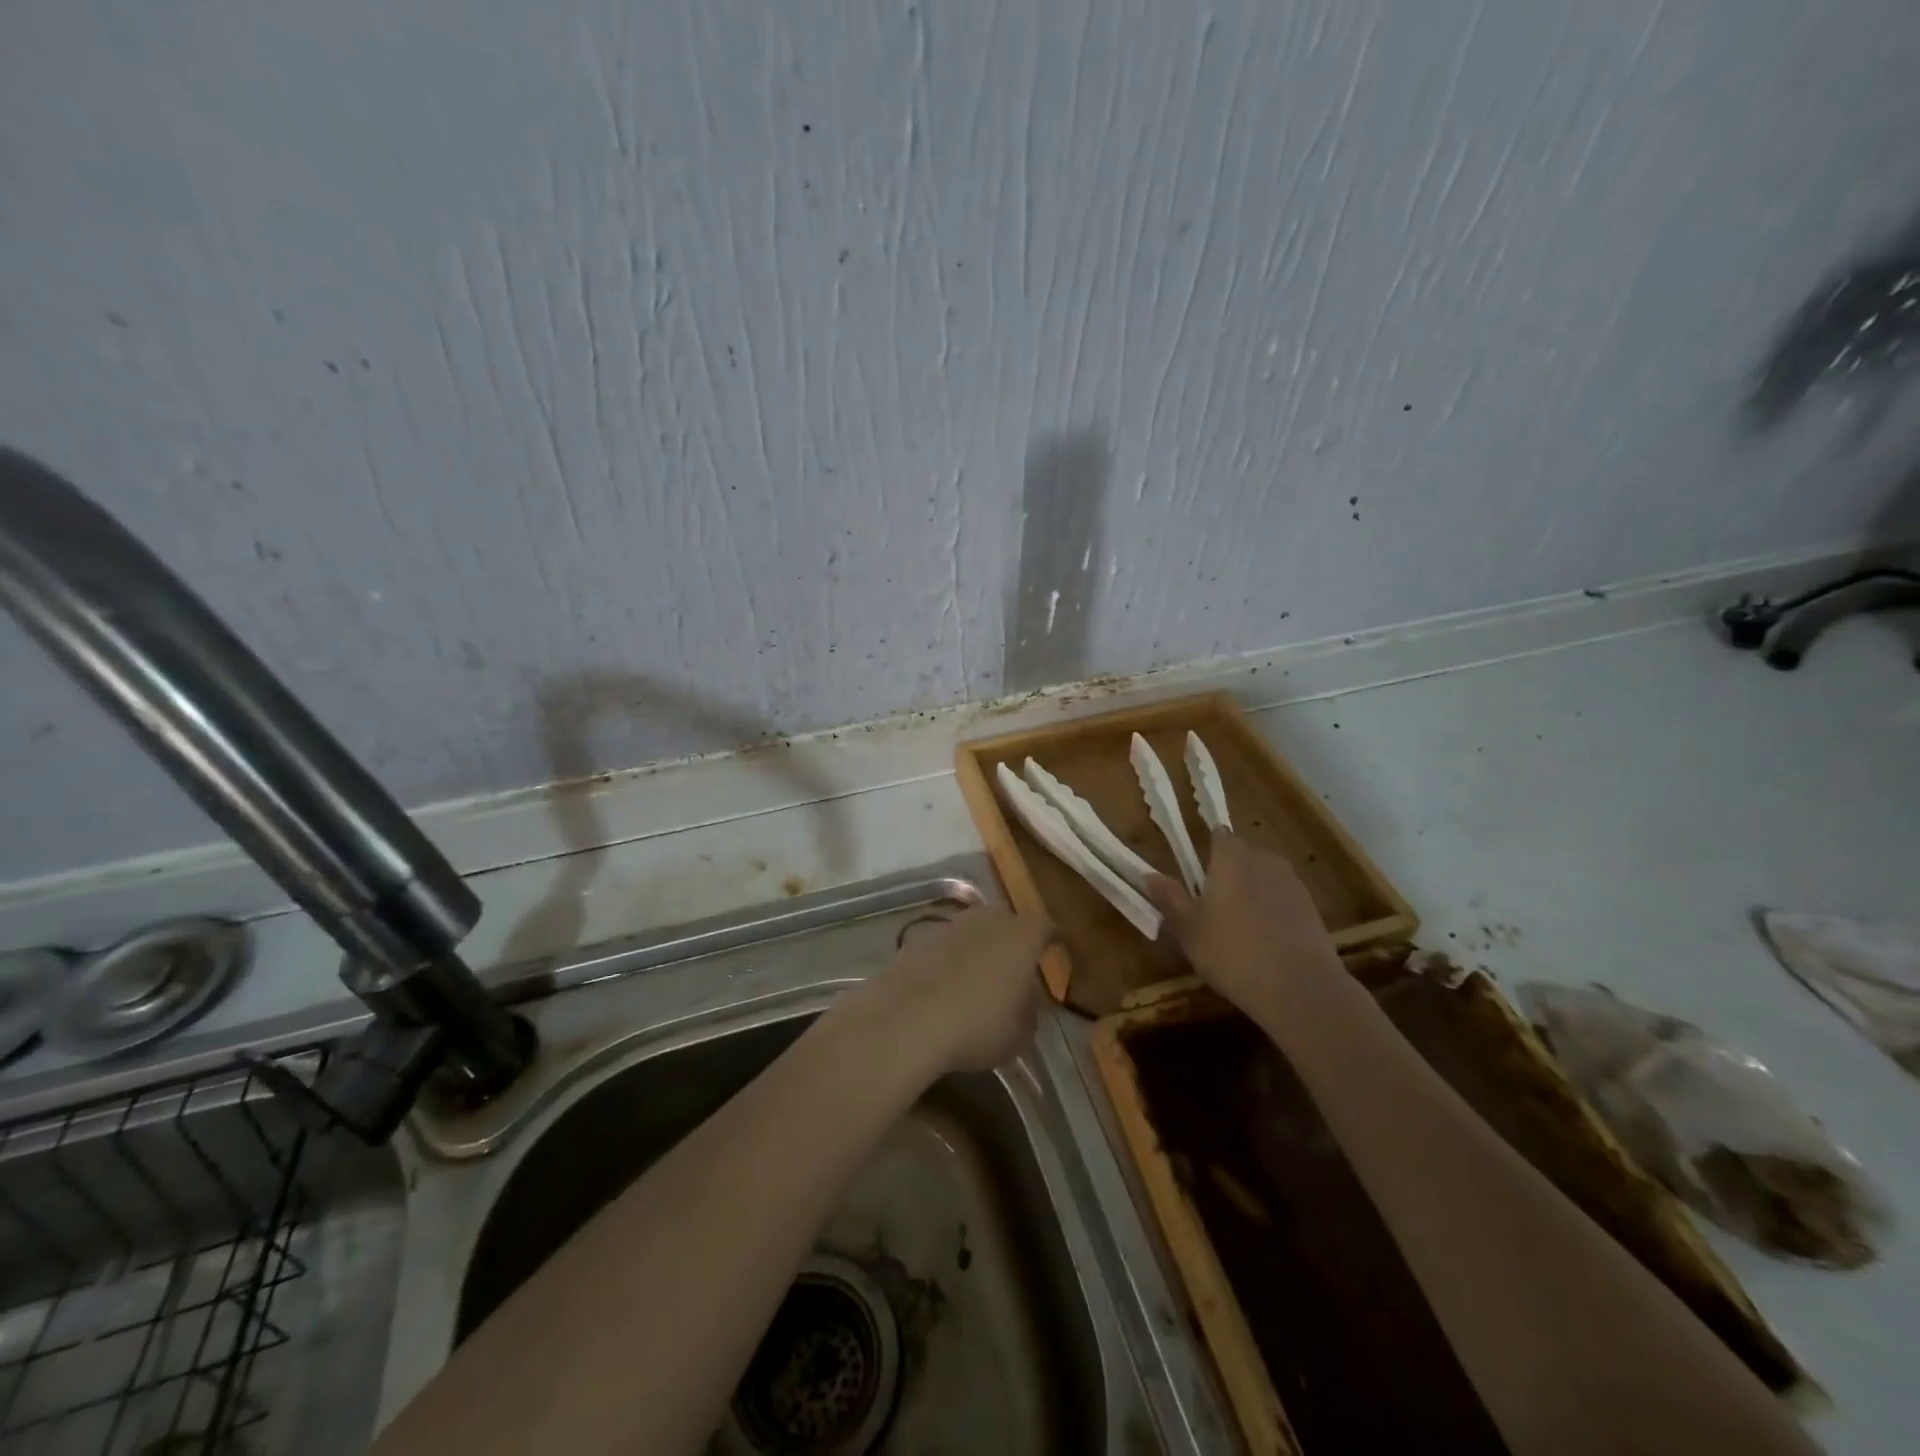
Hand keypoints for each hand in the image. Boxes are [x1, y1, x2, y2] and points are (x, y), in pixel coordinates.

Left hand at [857, 904, 1054, 1075]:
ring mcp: (949, 925)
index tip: (1056, 949)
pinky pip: (943, 946)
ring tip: (977, 978)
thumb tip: (1023, 998)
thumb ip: (1029, 1009)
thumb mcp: (1021, 1032)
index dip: (1051, 937)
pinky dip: (947, 960)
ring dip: (976, 947)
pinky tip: (943, 987)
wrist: (909, 1019)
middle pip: (1006, 919)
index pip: (1045, 925)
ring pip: (972, 929)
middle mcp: (987, 919)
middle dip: (1012, 938)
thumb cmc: (979, 1024)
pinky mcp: (917, 939)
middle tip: (1014, 964)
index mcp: (1022, 934)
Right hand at [1145, 834, 1344, 1015]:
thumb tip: (1147, 875)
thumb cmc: (1233, 954)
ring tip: (1239, 921)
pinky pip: (1283, 896)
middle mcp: (1264, 861)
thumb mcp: (1190, 931)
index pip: (1220, 835)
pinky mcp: (1312, 907)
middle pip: (1245, 853)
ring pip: (1266, 874)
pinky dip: (1273, 907)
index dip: (1209, 846)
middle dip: (1230, 868)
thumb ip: (1170, 899)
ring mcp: (1292, 883)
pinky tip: (1265, 937)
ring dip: (1253, 887)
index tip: (1198, 870)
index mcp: (1231, 859)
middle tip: (1214, 899)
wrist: (1300, 989)